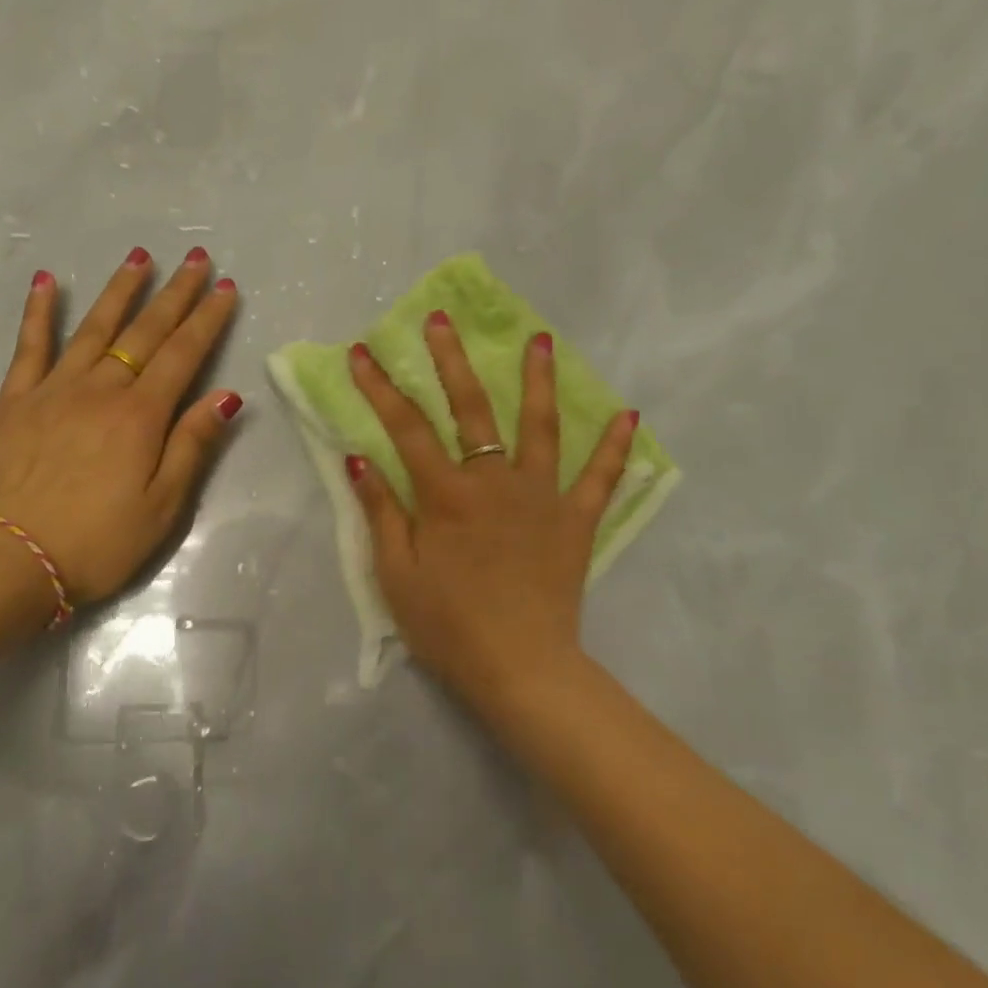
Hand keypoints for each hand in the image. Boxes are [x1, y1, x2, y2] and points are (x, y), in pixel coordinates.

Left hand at [0, 246, 241, 605]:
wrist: (11, 561)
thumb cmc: (99, 542)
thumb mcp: (163, 506)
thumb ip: (192, 445)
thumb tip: (226, 395)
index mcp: (141, 416)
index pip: (183, 355)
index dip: (207, 319)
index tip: (224, 288)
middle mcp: (101, 390)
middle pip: (144, 331)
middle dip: (174, 293)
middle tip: (194, 257)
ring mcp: (54, 390)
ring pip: (94, 328)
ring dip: (119, 290)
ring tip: (139, 257)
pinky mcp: (15, 401)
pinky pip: (30, 347)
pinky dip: (39, 312)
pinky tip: (46, 281)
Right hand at [345, 315, 636, 707]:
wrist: (519, 667)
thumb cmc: (448, 625)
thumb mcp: (396, 574)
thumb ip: (380, 511)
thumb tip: (359, 458)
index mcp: (446, 495)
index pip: (406, 428)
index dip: (380, 388)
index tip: (363, 353)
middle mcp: (495, 481)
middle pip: (471, 409)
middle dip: (451, 361)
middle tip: (442, 320)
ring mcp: (541, 497)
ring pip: (540, 427)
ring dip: (538, 381)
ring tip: (539, 340)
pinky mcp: (575, 521)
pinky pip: (600, 478)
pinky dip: (615, 447)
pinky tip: (628, 414)